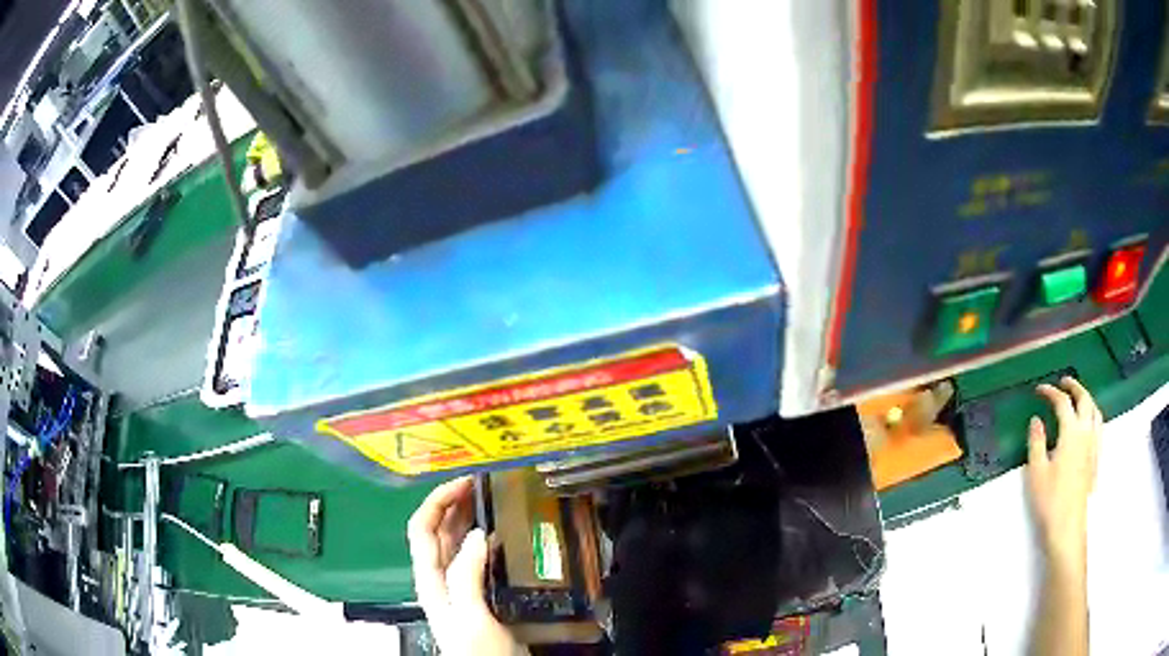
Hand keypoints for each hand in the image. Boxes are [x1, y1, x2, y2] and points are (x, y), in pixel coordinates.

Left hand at [407, 476, 524, 655]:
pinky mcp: (478, 594)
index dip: (436, 501)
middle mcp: (441, 578)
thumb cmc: (478, 652)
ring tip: (491, 499)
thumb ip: (466, 576)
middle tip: (481, 484)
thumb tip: (475, 534)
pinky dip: (484, 539)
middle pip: (437, 531)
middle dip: (452, 503)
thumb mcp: (471, 616)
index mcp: (432, 579)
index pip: (422, 529)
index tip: (464, 482)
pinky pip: (476, 558)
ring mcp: (460, 587)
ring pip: (456, 543)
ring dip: (467, 518)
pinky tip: (503, 535)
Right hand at [1026, 377, 1101, 568]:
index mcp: (1071, 433)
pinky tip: (1088, 425)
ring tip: (1078, 398)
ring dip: (1087, 399)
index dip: (1051, 392)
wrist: (1068, 528)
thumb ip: (1037, 443)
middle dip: (1074, 387)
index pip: (1062, 403)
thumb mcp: (1037, 473)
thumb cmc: (1050, 501)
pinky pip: (1099, 427)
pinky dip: (1093, 416)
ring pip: (1095, 411)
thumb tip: (1036, 420)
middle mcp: (1086, 433)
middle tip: (1063, 382)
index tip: (1039, 390)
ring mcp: (1094, 446)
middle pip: (1084, 399)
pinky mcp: (1097, 459)